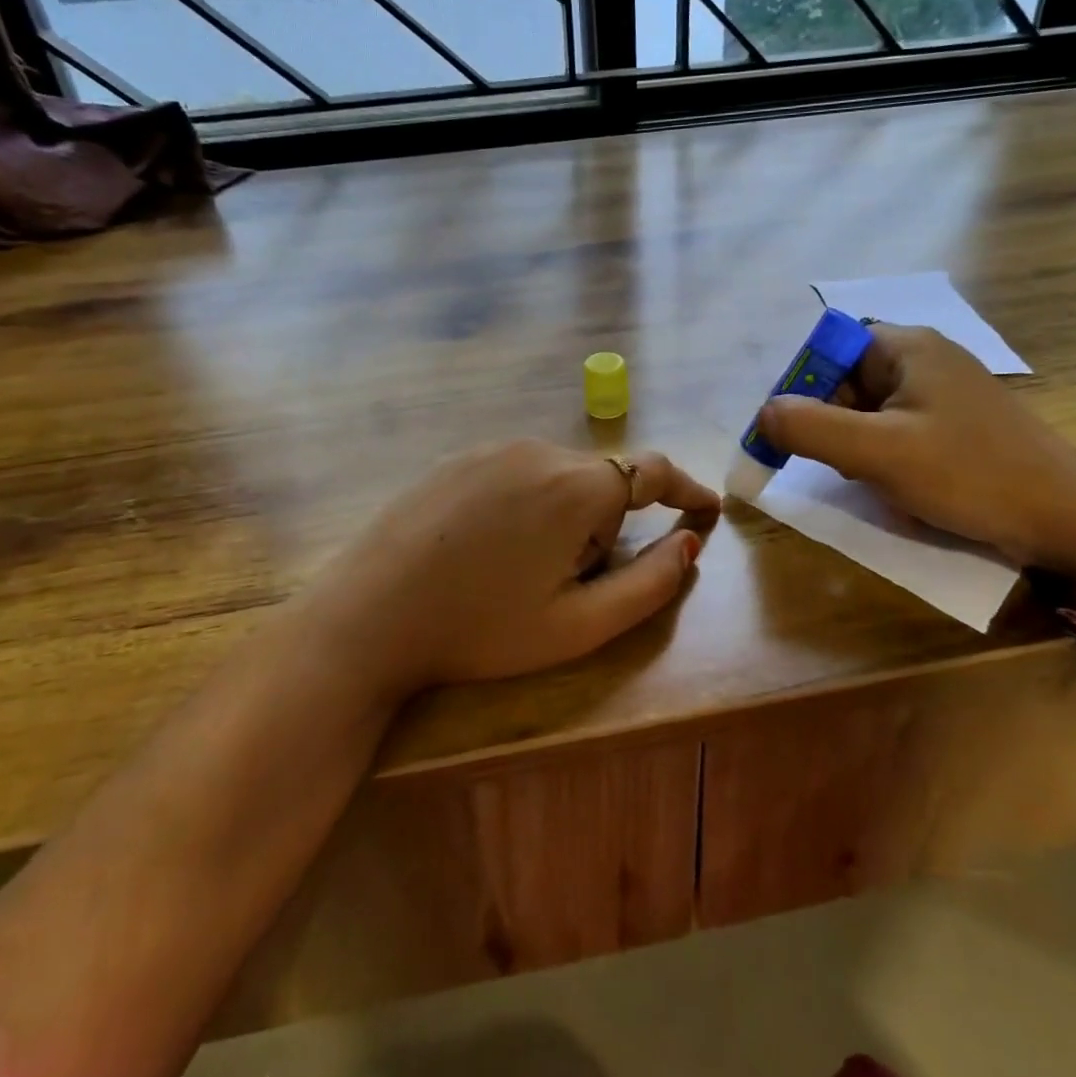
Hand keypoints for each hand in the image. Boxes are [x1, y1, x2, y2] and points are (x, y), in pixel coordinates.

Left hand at [300, 440, 719, 697]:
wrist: (369, 614)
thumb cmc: (480, 628)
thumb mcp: (578, 626)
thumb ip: (648, 584)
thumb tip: (688, 545)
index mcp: (577, 487)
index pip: (654, 471)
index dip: (687, 489)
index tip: (706, 509)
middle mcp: (539, 451)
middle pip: (602, 480)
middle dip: (607, 523)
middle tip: (571, 581)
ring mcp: (492, 448)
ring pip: (559, 475)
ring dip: (565, 513)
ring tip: (521, 569)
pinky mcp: (458, 457)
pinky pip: (517, 471)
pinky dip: (528, 502)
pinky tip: (487, 546)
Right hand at [758, 325, 1075, 574]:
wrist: (1067, 519)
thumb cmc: (969, 475)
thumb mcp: (878, 453)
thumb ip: (810, 429)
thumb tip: (762, 414)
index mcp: (906, 346)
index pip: (829, 348)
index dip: (804, 387)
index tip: (798, 433)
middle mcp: (924, 356)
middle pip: (847, 377)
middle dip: (832, 422)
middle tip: (841, 464)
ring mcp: (944, 389)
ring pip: (870, 407)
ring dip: (856, 442)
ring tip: (874, 477)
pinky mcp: (958, 421)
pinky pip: (898, 426)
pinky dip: (884, 452)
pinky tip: (899, 483)